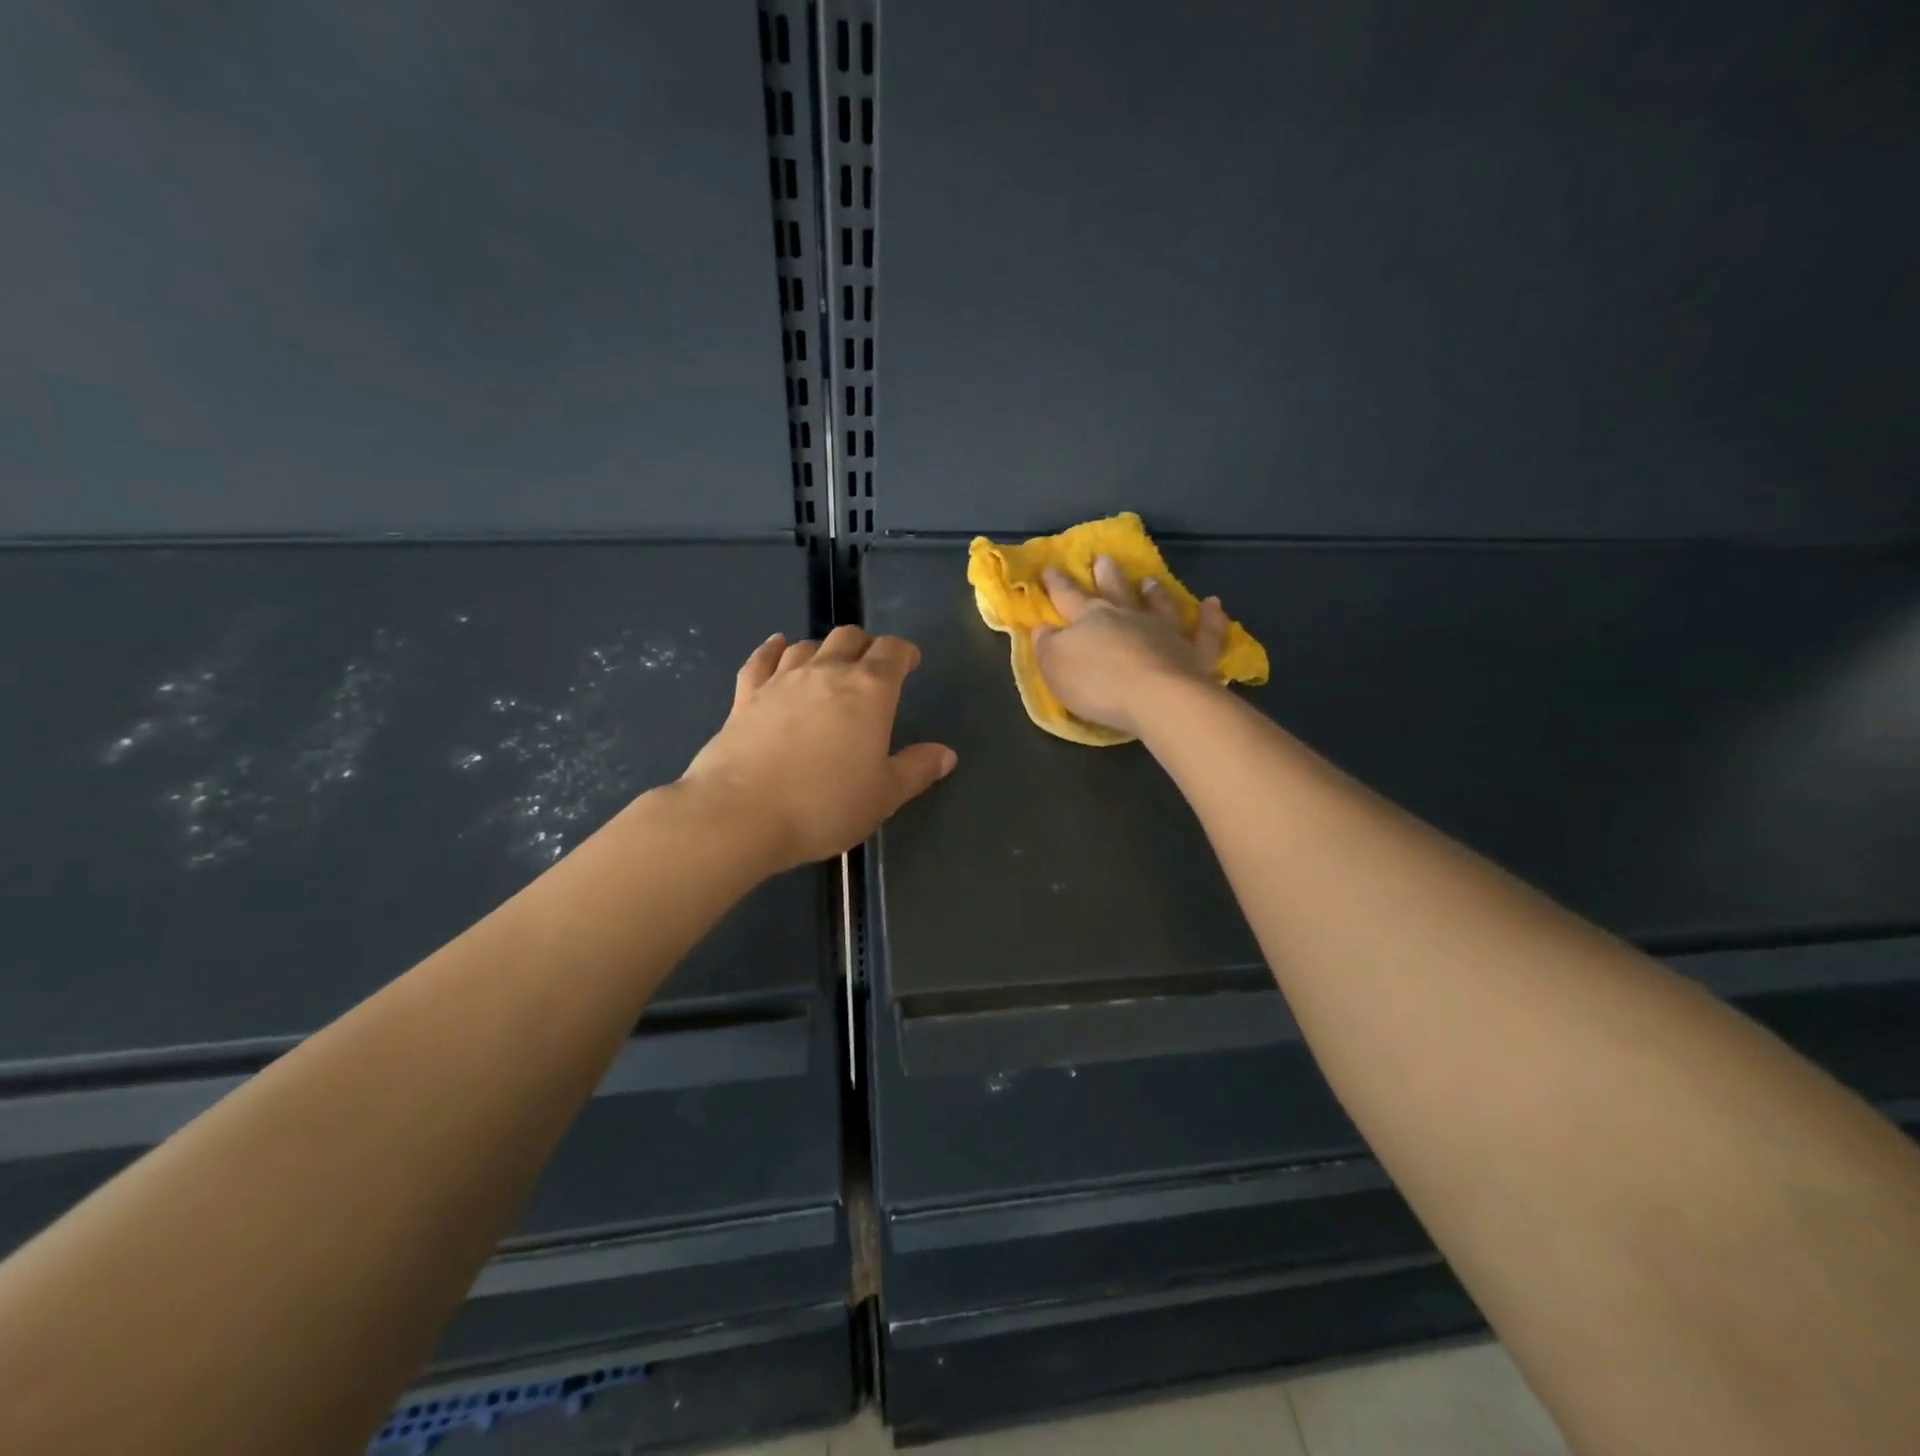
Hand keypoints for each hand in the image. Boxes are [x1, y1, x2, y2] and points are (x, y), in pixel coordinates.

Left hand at [681, 627, 956, 871]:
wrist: (740, 814)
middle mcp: (827, 672)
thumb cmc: (824, 805)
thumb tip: (946, 754)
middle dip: (866, 646)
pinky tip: (777, 647)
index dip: (905, 653)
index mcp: (869, 691)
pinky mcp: (745, 696)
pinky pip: (761, 660)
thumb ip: (916, 769)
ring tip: (830, 664)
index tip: (910, 663)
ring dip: (824, 649)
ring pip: (808, 645)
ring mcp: (781, 680)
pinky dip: (773, 650)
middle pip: (849, 638)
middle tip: (872, 667)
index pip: (892, 652)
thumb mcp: (883, 795)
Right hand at [1032, 556, 1229, 737]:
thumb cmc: (1098, 683)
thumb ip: (1047, 645)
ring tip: (1151, 580)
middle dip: (1106, 575)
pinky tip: (1213, 603)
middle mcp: (1129, 617)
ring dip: (1154, 592)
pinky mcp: (1195, 653)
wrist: (1157, 698)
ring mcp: (1165, 632)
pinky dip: (1210, 617)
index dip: (1056, 584)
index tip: (1049, 568)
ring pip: (1159, 605)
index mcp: (1091, 618)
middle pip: (1115, 591)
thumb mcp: (1055, 666)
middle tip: (1104, 558)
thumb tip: (1043, 628)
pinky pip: (1205, 631)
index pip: (1068, 596)